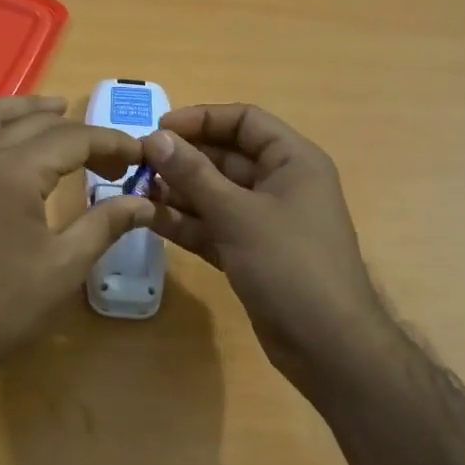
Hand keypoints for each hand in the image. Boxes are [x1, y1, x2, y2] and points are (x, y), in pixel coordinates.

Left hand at [0, 96, 152, 379]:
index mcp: (14, 170)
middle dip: (80, 132)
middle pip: (36, 122)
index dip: (112, 143)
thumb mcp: (64, 267)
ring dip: (30, 110)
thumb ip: (105, 224)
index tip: (139, 155)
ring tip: (60, 113)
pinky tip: (17, 147)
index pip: (73, 138)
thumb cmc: (2, 307)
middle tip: (112, 159)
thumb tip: (144, 202)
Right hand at [143, 104, 392, 385]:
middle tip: (139, 164)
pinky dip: (186, 222)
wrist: (327, 345)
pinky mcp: (250, 253)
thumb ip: (194, 174)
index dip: (201, 119)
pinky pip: (213, 226)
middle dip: (184, 158)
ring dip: (179, 191)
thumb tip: (156, 138)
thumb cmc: (290, 265)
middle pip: (226, 156)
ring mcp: (265, 221)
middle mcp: (280, 184)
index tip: (159, 129)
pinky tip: (150, 218)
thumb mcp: (237, 214)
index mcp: (293, 161)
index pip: (244, 121)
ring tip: (137, 191)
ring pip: (216, 193)